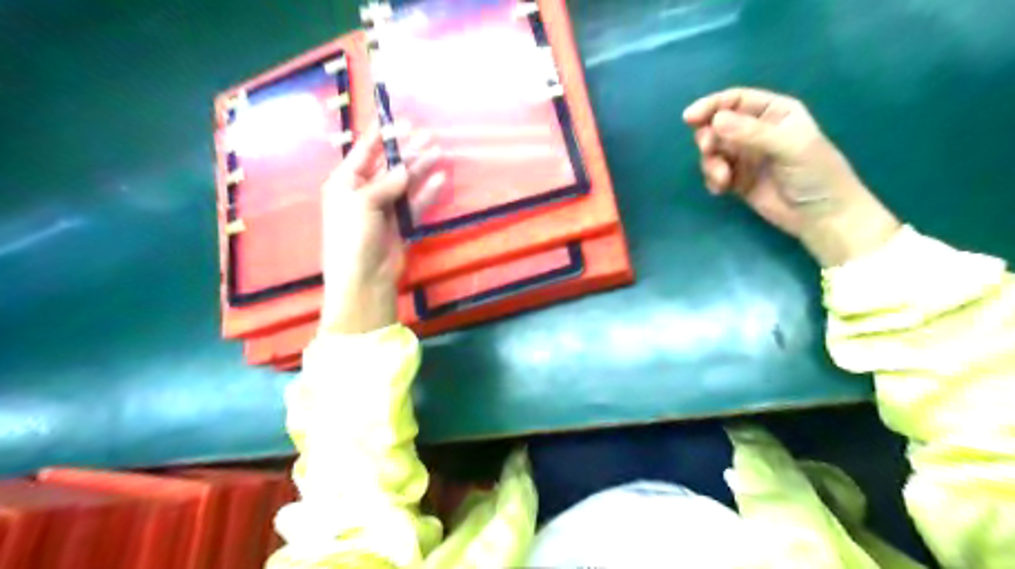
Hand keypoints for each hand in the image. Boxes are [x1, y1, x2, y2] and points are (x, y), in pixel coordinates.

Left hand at [317, 120, 442, 333]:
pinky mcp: (401, 223)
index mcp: (346, 183)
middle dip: (406, 150)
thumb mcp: (363, 202)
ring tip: (437, 151)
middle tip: (426, 134)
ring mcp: (385, 208)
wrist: (364, 277)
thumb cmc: (353, 236)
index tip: (396, 118)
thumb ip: (387, 183)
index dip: (380, 135)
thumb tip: (405, 169)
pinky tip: (440, 178)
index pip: (364, 152)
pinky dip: (427, 191)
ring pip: (405, 182)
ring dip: (420, 167)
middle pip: (388, 165)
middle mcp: (364, 192)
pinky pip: (416, 202)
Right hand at [681, 87, 895, 267]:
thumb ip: (751, 132)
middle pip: (718, 124)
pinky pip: (714, 173)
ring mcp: (745, 156)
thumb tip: (714, 120)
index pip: (736, 100)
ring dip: (710, 163)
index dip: (711, 106)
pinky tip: (721, 190)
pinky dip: (712, 179)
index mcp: (774, 112)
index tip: (690, 119)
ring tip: (722, 178)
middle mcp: (756, 131)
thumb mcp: (788, 146)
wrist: (821, 216)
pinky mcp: (737, 180)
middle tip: (709, 150)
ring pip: (713, 150)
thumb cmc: (815, 174)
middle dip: (708, 137)